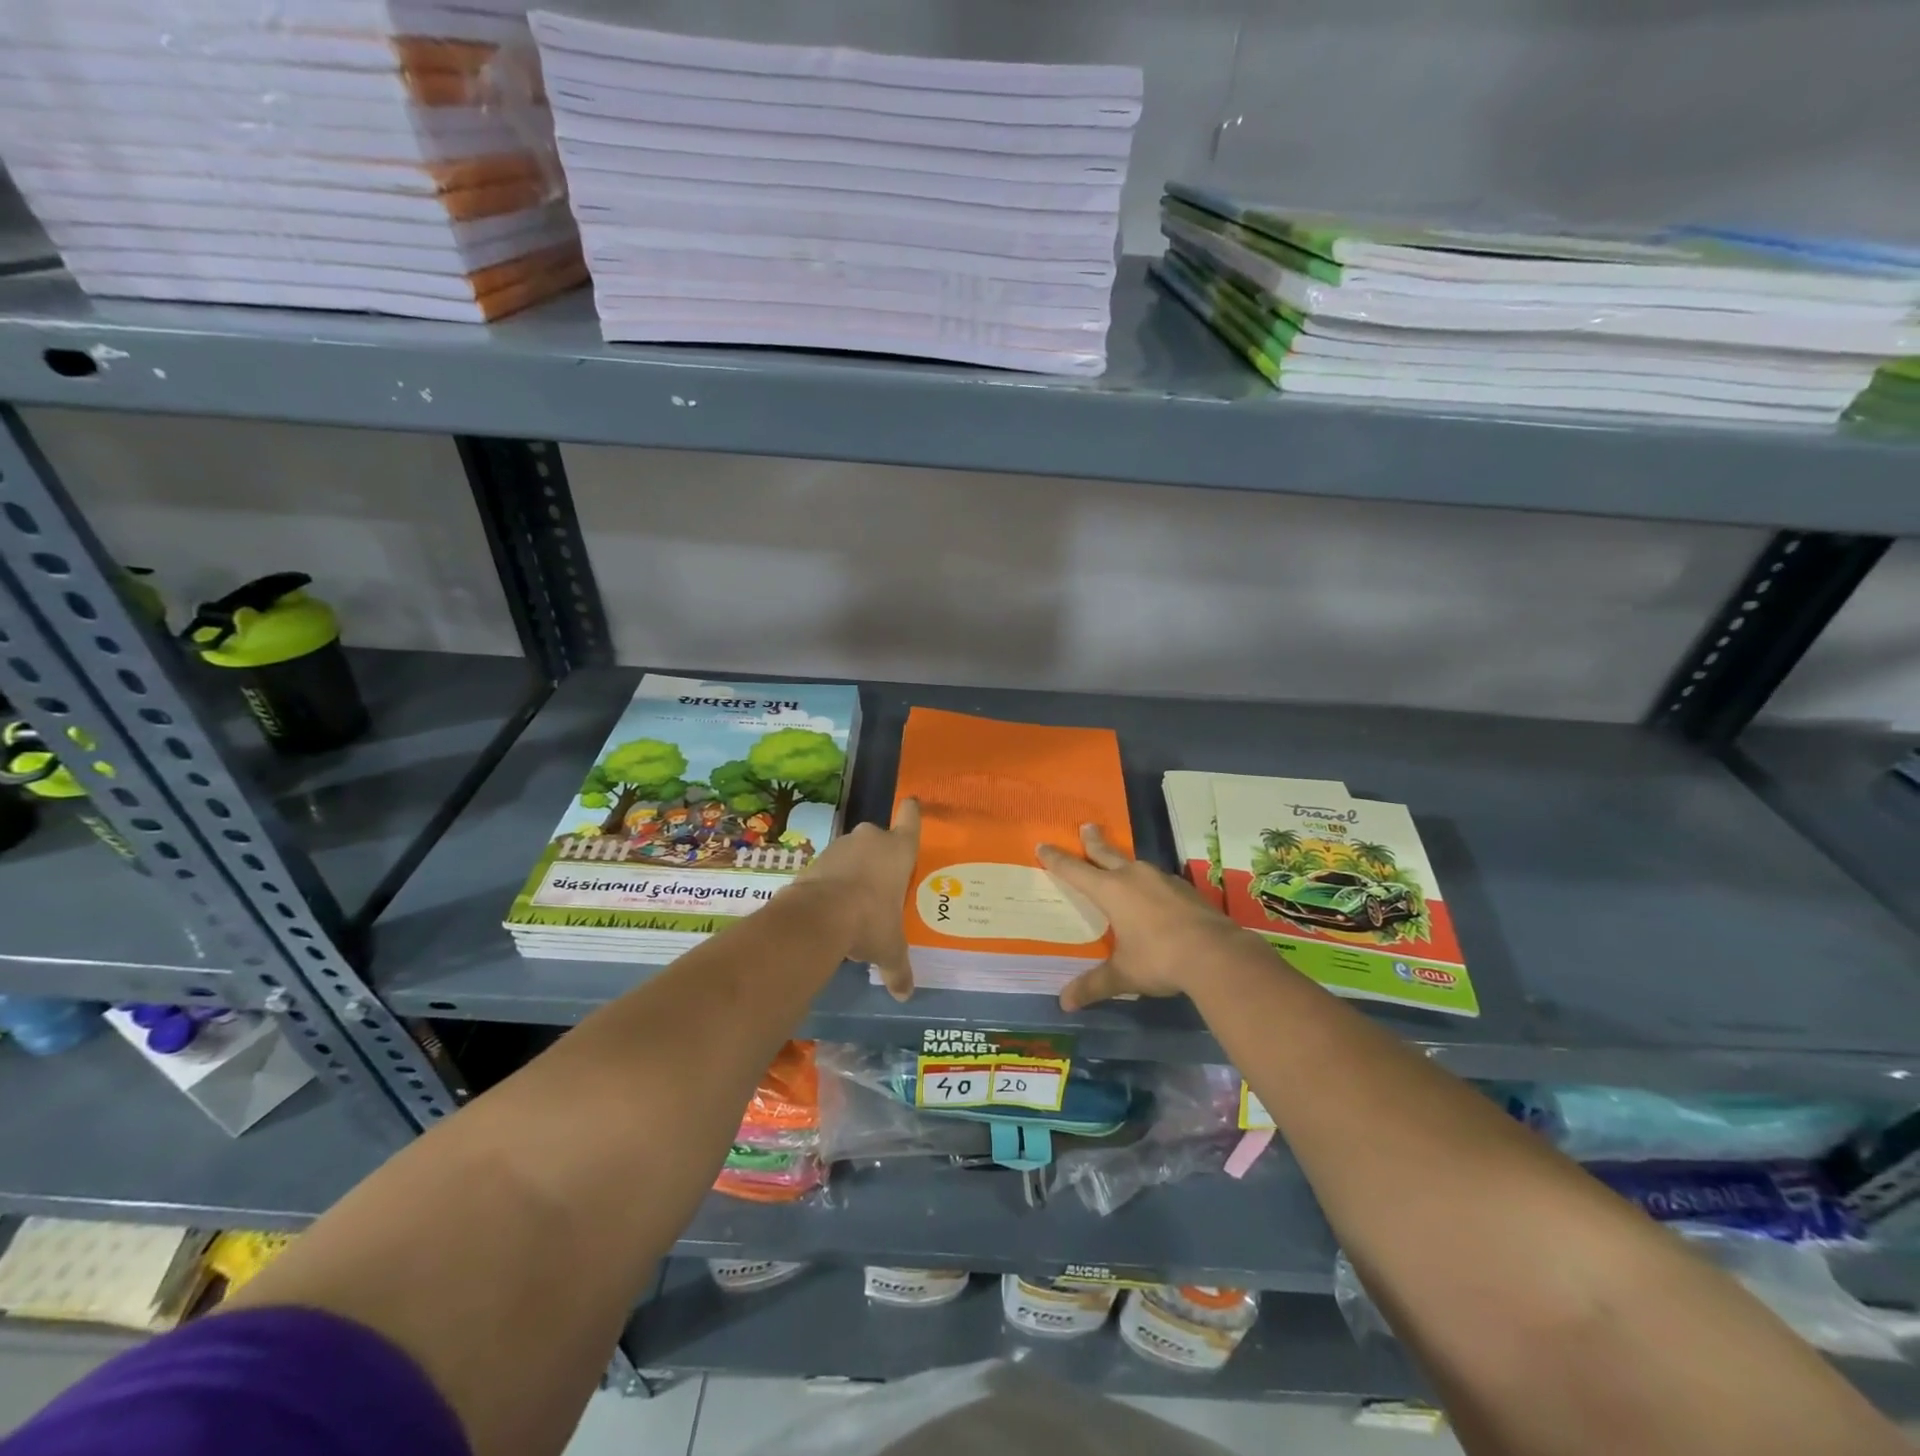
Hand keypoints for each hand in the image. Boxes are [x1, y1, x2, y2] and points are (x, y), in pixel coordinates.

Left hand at [795, 798, 920, 1000]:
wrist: (818, 917)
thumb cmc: (870, 921)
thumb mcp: (889, 949)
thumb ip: (899, 969)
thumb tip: (906, 995)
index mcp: (899, 850)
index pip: (911, 819)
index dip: (911, 812)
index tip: (910, 803)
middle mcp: (872, 839)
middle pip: (879, 838)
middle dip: (879, 856)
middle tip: (882, 882)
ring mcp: (841, 845)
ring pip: (853, 851)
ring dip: (854, 869)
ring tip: (855, 899)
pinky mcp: (815, 858)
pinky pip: (830, 866)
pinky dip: (831, 880)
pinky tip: (832, 905)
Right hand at [1039, 823, 1250, 1010]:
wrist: (1216, 954)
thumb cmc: (1159, 959)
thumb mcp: (1123, 975)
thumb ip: (1094, 985)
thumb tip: (1064, 1003)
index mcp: (1111, 891)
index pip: (1075, 870)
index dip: (1057, 859)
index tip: (1043, 845)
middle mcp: (1134, 877)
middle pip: (1107, 853)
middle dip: (1093, 841)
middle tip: (1086, 827)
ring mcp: (1163, 880)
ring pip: (1135, 864)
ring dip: (1124, 861)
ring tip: (1120, 864)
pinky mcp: (1186, 889)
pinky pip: (1159, 880)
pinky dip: (1149, 883)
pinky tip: (1154, 894)